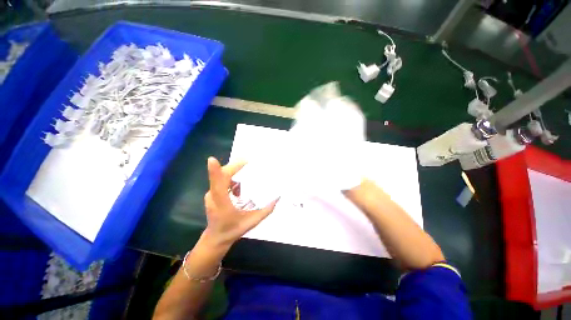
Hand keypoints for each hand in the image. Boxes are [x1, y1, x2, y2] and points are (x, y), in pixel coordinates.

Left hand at [203, 157, 277, 247]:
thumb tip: (278, 198)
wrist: (216, 238)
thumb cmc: (233, 230)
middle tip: (247, 161)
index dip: (214, 171)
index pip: (217, 184)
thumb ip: (266, 210)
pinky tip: (238, 189)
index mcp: (222, 203)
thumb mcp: (252, 222)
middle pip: (221, 175)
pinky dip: (232, 180)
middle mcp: (213, 196)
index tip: (213, 159)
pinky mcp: (212, 193)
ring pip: (222, 176)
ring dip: (234, 173)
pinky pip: (222, 180)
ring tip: (244, 176)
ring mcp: (211, 194)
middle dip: (234, 166)